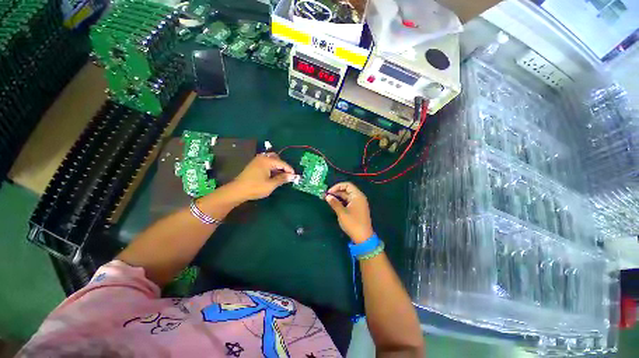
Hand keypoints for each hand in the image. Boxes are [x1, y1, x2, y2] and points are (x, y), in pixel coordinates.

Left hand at [230, 153, 295, 200]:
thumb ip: (282, 179)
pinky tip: (273, 175)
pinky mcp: (254, 165)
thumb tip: (292, 176)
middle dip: (283, 166)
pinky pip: (266, 163)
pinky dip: (272, 168)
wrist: (237, 191)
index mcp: (267, 161)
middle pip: (277, 159)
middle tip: (287, 175)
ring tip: (281, 176)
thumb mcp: (271, 185)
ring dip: (278, 167)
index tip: (295, 176)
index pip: (282, 163)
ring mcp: (257, 160)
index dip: (290, 170)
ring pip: (272, 160)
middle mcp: (262, 158)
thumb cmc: (255, 187)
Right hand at [325, 182, 373, 243]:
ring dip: (338, 197)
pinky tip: (335, 204)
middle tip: (326, 196)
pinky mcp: (357, 209)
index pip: (347, 185)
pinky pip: (349, 201)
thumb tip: (327, 196)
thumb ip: (334, 203)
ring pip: (347, 196)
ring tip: (329, 199)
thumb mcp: (342, 213)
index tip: (329, 192)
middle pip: (347, 190)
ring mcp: (359, 203)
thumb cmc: (353, 223)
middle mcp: (359, 197)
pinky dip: (342, 201)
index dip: (337, 186)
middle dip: (336, 191)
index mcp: (357, 196)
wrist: (363, 237)